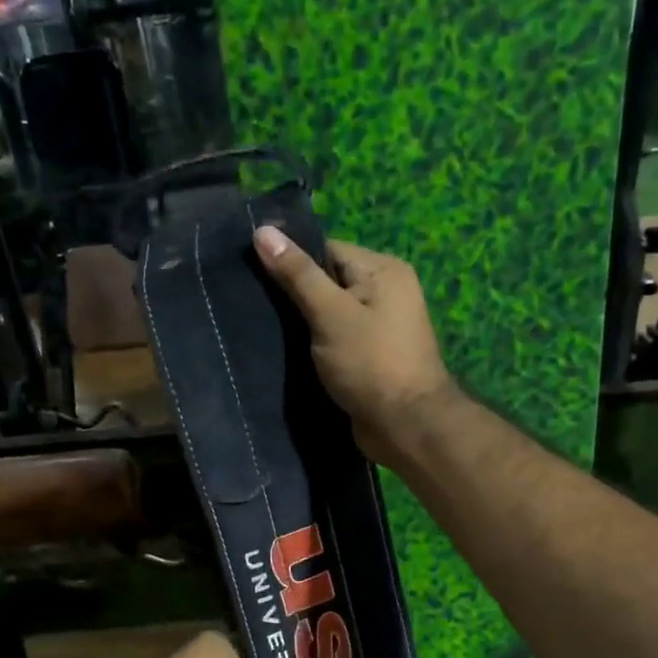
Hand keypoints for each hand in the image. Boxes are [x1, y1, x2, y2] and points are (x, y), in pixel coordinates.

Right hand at [253, 226, 456, 463]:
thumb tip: (263, 231)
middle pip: (328, 282)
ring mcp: (380, 328)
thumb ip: (297, 274)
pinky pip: (336, 341)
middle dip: (294, 295)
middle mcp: (386, 293)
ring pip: (329, 315)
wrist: (405, 426)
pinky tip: (285, 353)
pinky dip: (314, 346)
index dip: (292, 261)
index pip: (327, 250)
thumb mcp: (330, 313)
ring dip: (302, 325)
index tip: (253, 273)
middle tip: (252, 304)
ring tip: (261, 328)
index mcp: (383, 271)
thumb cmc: (370, 363)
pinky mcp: (370, 358)